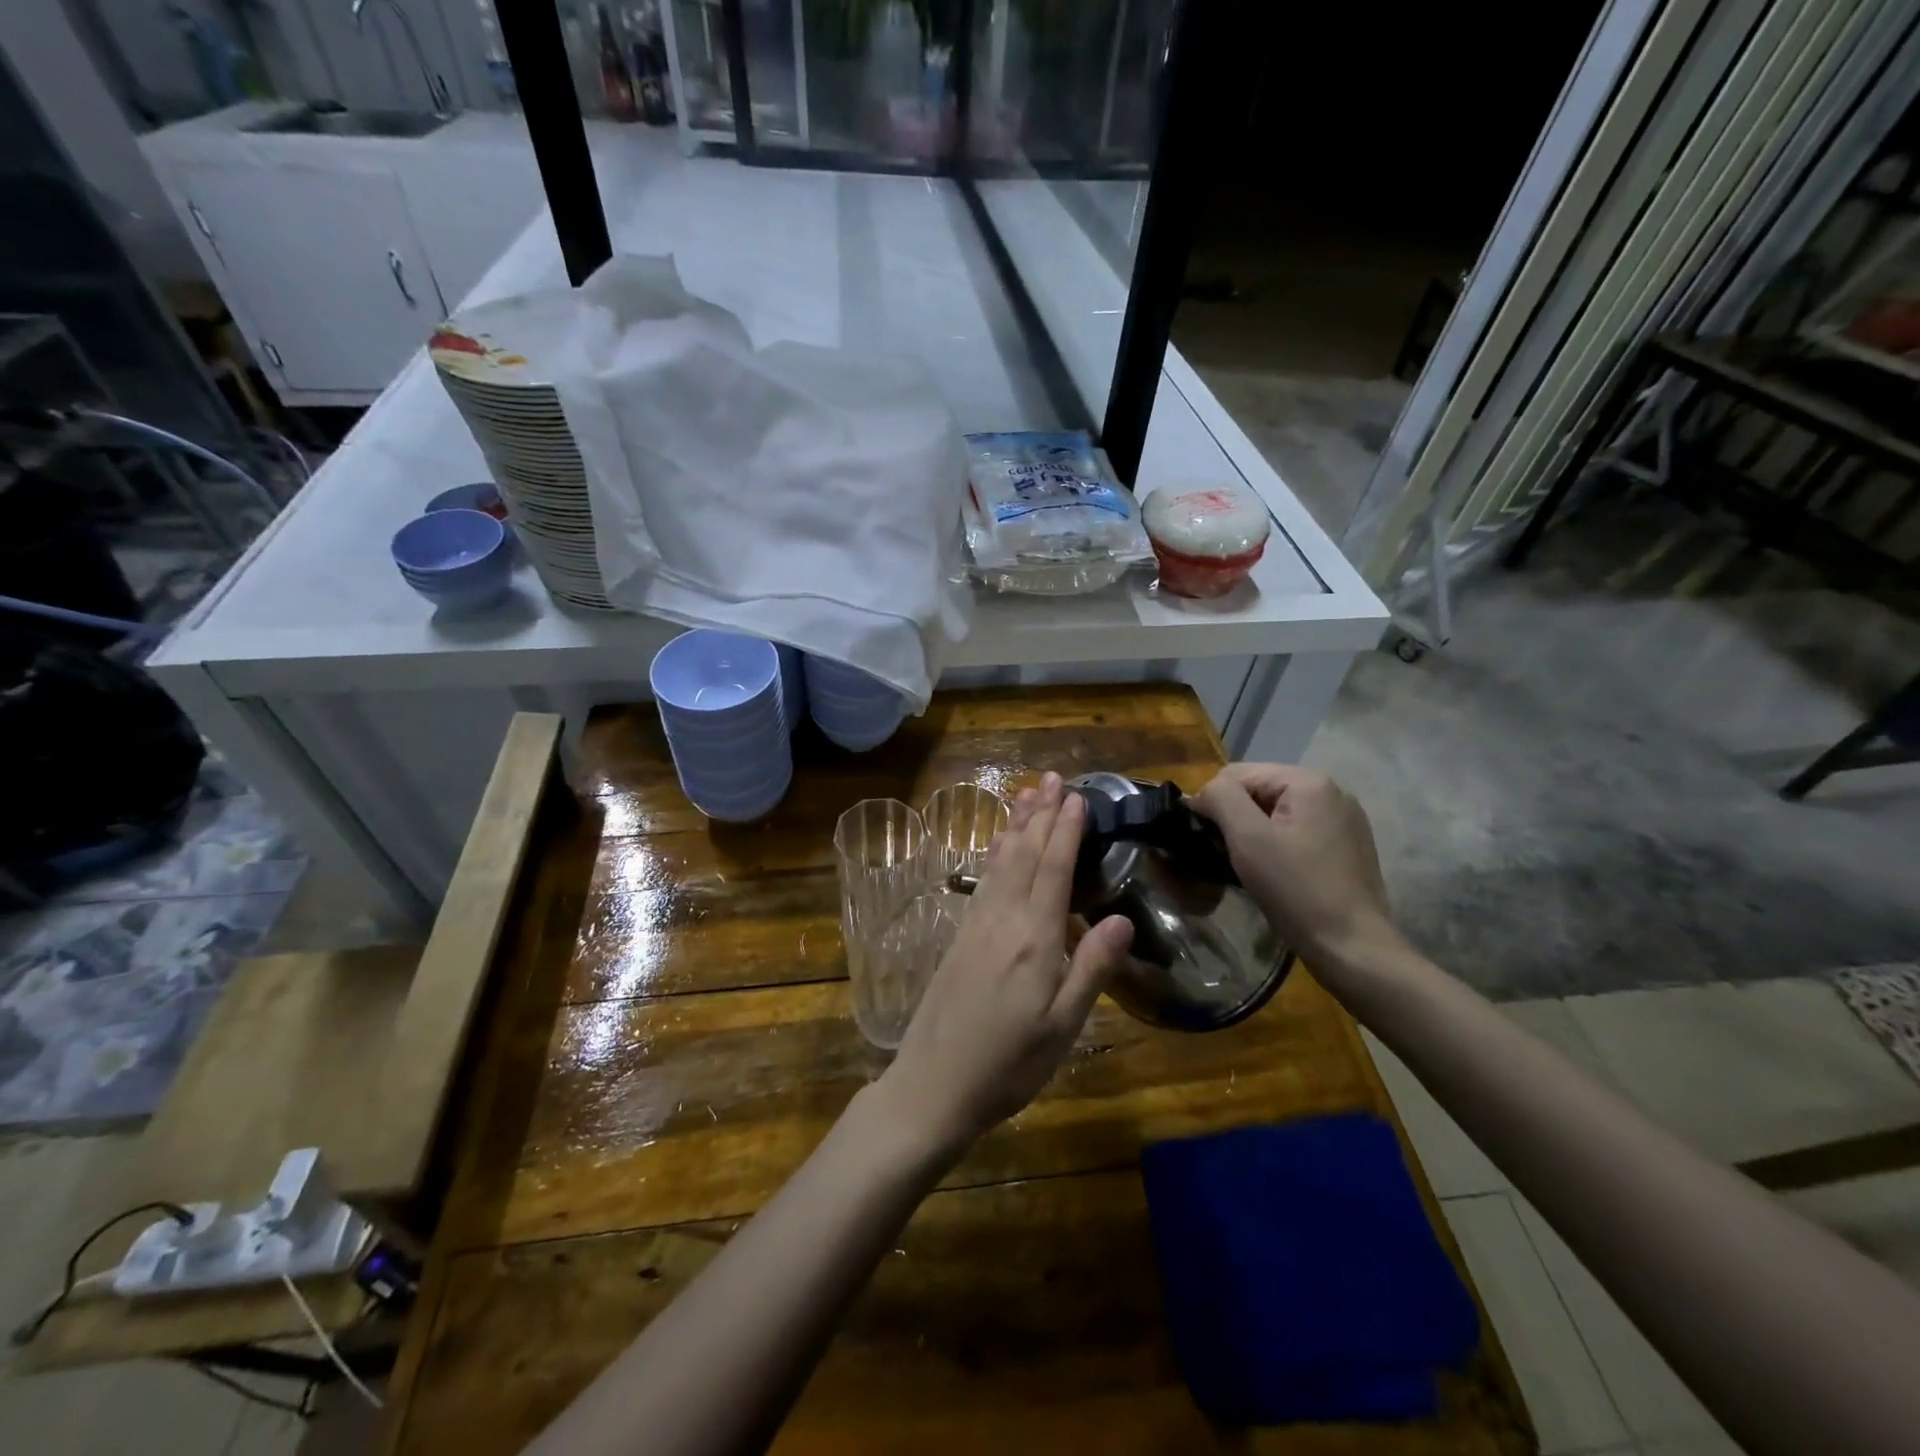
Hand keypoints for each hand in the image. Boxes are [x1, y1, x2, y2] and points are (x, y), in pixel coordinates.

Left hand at [873, 773, 1134, 1161]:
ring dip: (1015, 825)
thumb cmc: (1008, 1064)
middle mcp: (1003, 920)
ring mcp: (976, 925)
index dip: (1067, 831)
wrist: (933, 1085)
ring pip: (1000, 861)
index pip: (1054, 870)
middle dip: (1041, 814)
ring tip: (1026, 793)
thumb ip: (1091, 969)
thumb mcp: (1062, 1027)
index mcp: (1034, 940)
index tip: (1078, 797)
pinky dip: (994, 853)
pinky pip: (983, 880)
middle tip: (1054, 777)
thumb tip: (1124, 919)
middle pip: (1025, 855)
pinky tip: (998, 846)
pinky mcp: (960, 937)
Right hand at [1191, 763, 1401, 969]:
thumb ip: (1221, 799)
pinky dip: (1277, 845)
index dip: (1213, 803)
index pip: (1237, 774)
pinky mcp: (1348, 846)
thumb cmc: (1296, 890)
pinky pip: (1298, 831)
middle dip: (1236, 818)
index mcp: (1309, 781)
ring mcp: (1344, 819)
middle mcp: (1332, 791)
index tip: (1205, 840)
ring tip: (1248, 866)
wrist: (1352, 948)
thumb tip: (1203, 792)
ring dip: (1255, 833)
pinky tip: (1276, 872)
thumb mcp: (1248, 838)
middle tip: (1226, 855)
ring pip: (1277, 812)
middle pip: (1259, 790)